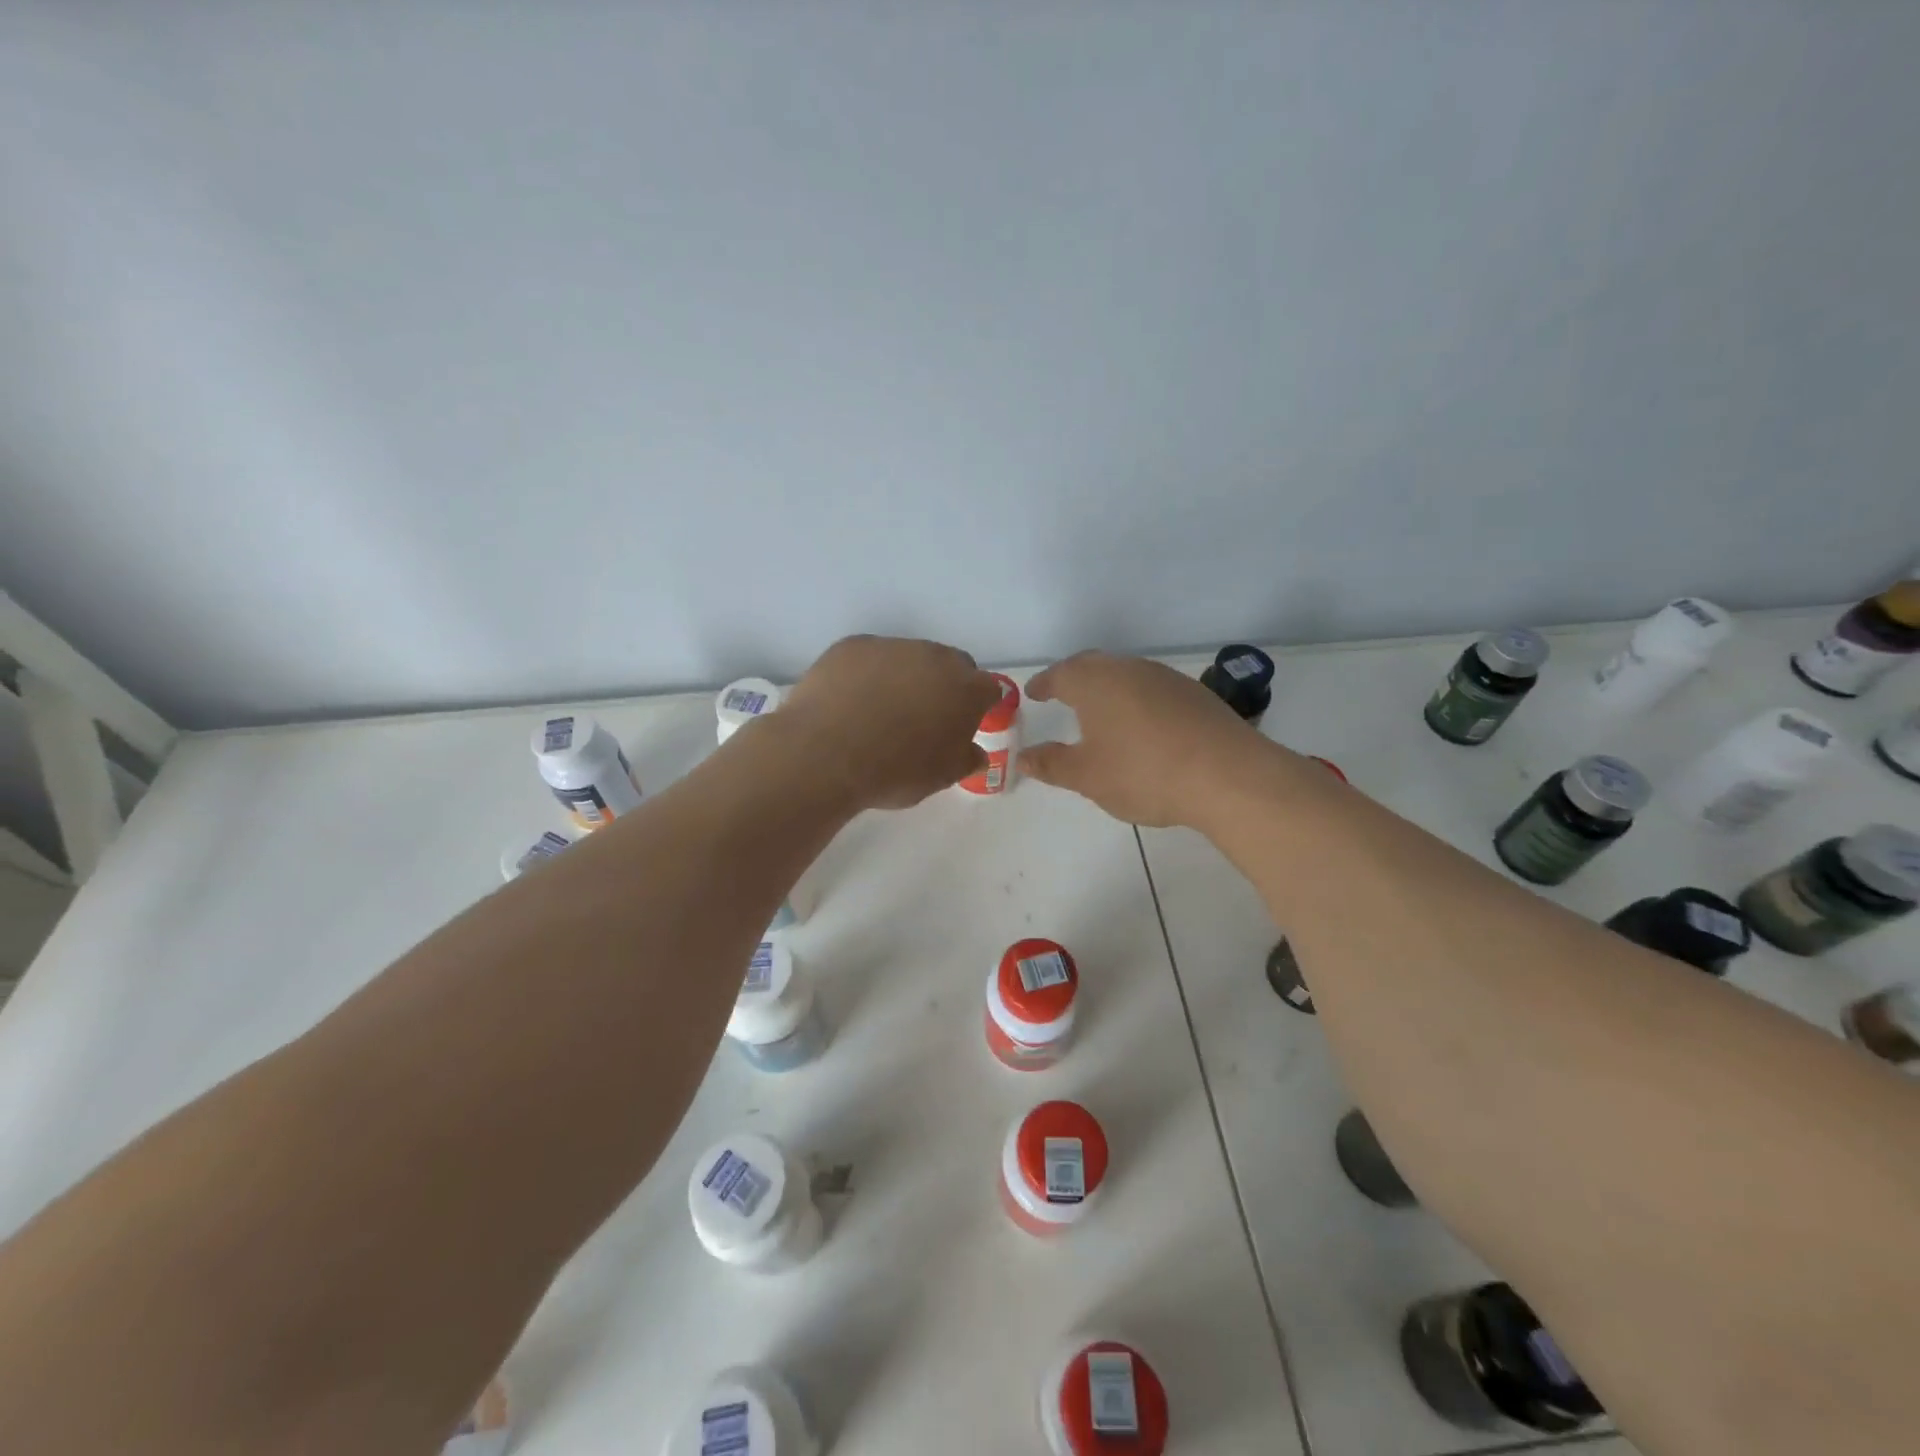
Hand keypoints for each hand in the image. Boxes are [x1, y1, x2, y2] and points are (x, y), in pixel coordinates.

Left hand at [781, 635, 1002, 809]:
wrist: (826, 754)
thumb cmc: (895, 771)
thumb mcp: (941, 778)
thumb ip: (966, 759)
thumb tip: (975, 752)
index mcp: (965, 689)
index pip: (988, 689)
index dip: (979, 707)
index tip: (965, 725)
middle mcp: (934, 657)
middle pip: (950, 665)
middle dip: (945, 686)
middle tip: (925, 718)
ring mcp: (891, 646)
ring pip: (909, 657)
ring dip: (905, 677)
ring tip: (880, 711)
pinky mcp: (852, 646)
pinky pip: (870, 657)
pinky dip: (867, 674)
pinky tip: (851, 702)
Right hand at [1022, 651, 1259, 826]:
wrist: (1227, 775)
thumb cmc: (1143, 773)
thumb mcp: (1087, 776)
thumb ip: (1051, 764)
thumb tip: (1023, 757)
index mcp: (1095, 683)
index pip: (1060, 674)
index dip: (1044, 684)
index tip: (1033, 693)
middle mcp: (1128, 669)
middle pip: (1093, 665)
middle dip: (1073, 678)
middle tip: (1060, 694)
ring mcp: (1165, 678)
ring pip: (1125, 674)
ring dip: (1107, 687)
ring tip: (1099, 711)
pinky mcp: (1194, 693)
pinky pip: (1152, 688)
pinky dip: (1136, 700)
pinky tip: (1141, 725)